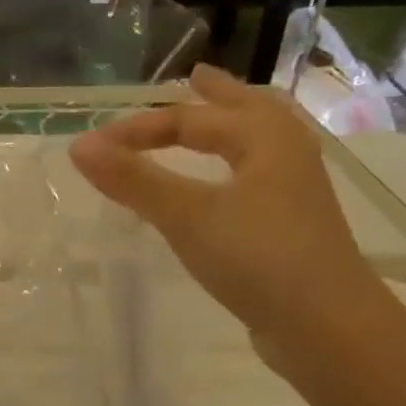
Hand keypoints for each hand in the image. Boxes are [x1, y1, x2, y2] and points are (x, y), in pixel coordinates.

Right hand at [68, 64, 397, 371]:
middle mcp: (286, 155)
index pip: (189, 119)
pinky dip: (235, 165)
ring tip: (215, 121)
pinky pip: (258, 177)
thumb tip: (78, 146)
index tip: (93, 148)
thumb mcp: (186, 215)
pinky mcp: (292, 227)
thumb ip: (133, 180)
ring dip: (232, 127)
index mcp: (264, 139)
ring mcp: (294, 192)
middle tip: (195, 78)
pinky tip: (224, 187)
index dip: (137, 129)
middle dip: (217, 97)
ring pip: (259, 144)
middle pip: (247, 112)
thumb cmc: (257, 257)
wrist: (326, 327)